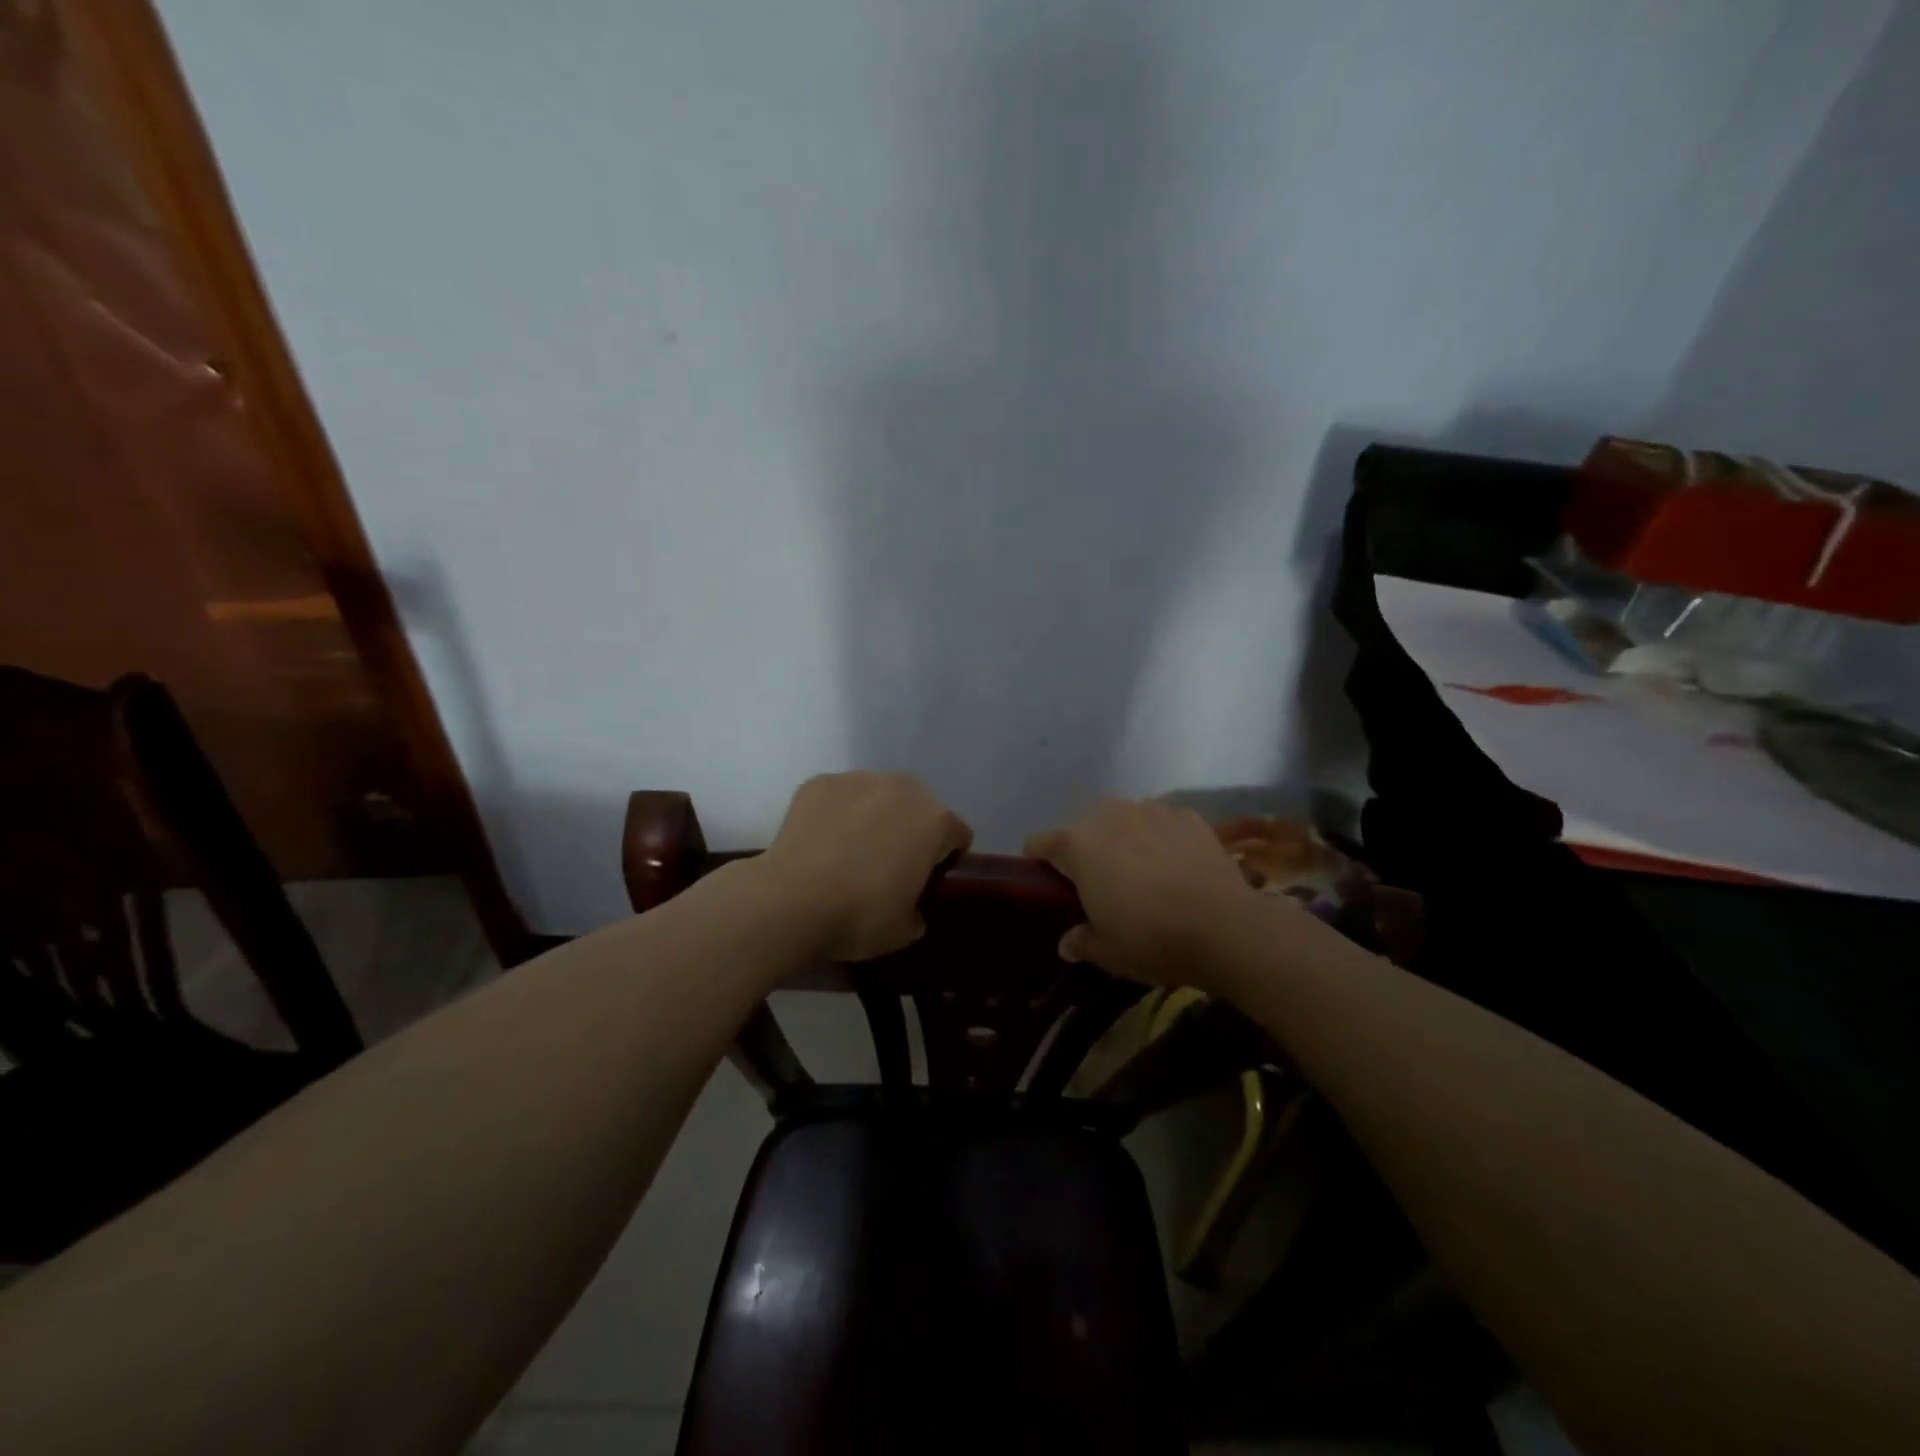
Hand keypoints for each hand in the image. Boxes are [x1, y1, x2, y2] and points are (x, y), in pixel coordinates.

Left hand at [760, 772, 972, 961]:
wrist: (790, 901)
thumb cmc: (858, 915)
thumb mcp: (903, 930)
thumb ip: (918, 911)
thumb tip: (910, 909)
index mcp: (934, 822)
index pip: (957, 835)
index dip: (946, 859)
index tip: (927, 880)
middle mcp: (902, 789)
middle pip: (919, 807)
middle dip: (910, 830)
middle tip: (888, 864)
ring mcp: (858, 780)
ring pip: (878, 795)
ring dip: (874, 816)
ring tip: (849, 849)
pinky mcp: (820, 782)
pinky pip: (839, 797)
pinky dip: (836, 812)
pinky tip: (822, 841)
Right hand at [1025, 798, 1264, 987]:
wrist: (1226, 926)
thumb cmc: (1152, 938)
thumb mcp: (1108, 952)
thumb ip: (1081, 941)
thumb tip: (1068, 942)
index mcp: (1077, 846)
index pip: (1038, 843)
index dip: (1038, 864)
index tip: (1050, 888)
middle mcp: (1108, 815)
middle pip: (1081, 828)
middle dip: (1084, 852)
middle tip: (1101, 887)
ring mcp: (1150, 810)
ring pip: (1122, 820)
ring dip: (1122, 840)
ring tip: (1142, 873)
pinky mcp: (1186, 814)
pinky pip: (1159, 823)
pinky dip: (1159, 839)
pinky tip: (1176, 867)